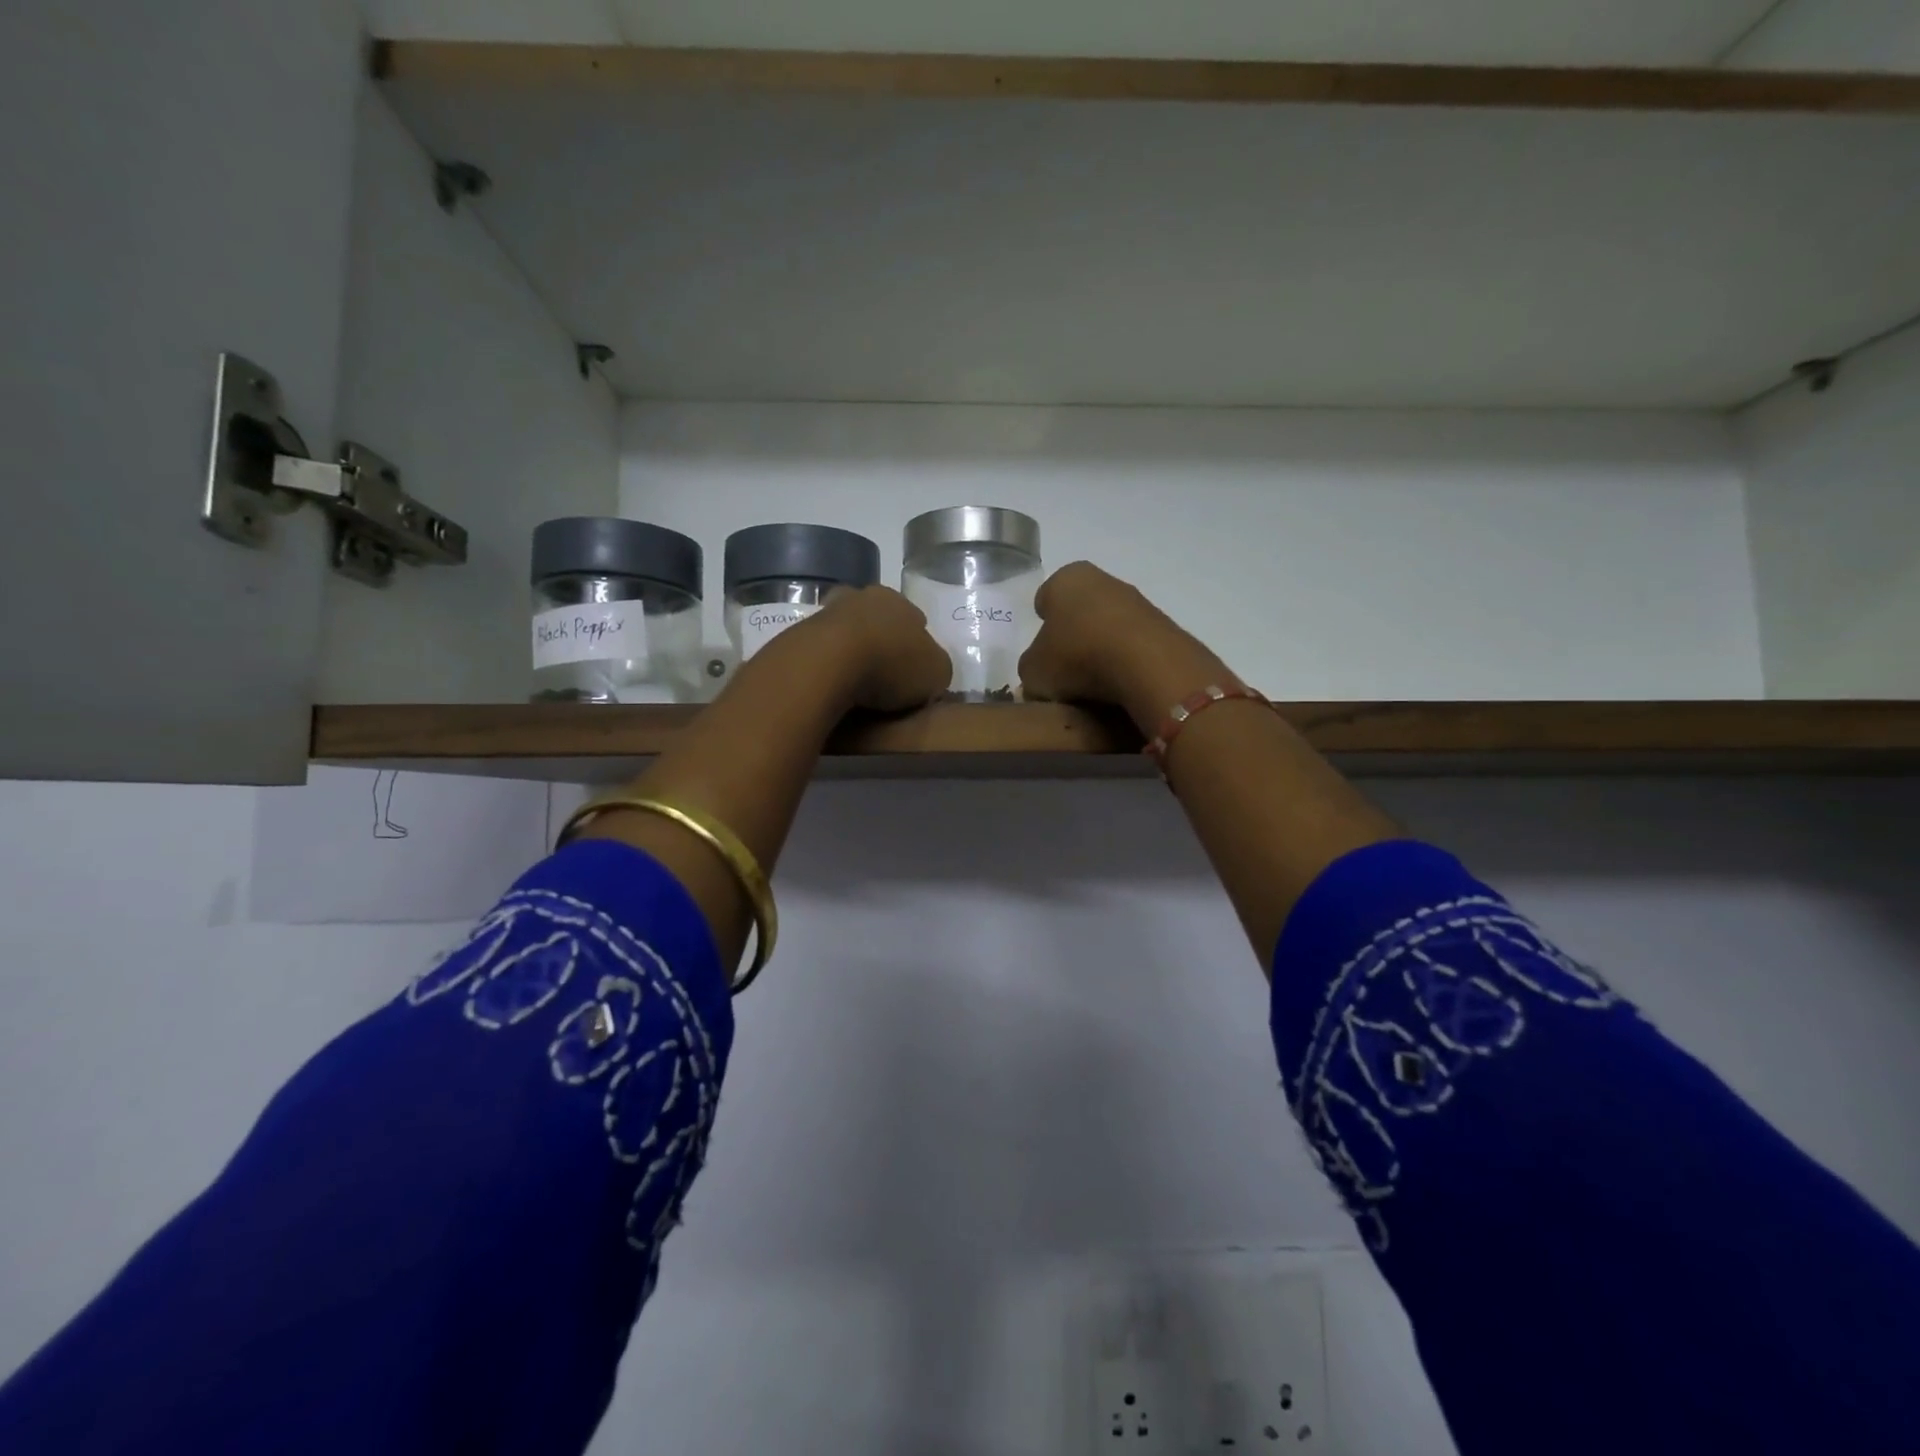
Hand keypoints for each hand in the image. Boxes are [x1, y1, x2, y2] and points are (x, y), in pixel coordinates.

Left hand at [803, 584, 952, 712]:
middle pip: (876, 619)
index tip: (914, 670)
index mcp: (898, 600)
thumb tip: (928, 671)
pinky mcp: (797, 634)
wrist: (827, 664)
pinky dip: (828, 665)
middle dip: (881, 640)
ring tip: (856, 683)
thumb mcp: (936, 673)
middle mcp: (861, 597)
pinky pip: (821, 651)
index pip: (914, 619)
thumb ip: (936, 668)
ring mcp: (825, 613)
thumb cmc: (891, 663)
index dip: (916, 645)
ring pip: (845, 631)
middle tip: (885, 673)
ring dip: (850, 651)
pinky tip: (833, 686)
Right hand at [1019, 562, 1230, 731]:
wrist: (1146, 664)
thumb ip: (1030, 669)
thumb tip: (1039, 674)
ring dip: (1101, 648)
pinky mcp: (1163, 625)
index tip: (1043, 651)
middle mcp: (1103, 579)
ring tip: (1094, 683)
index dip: (1042, 625)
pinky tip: (1120, 683)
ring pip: (1108, 625)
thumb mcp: (1034, 672)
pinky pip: (1133, 644)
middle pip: (1079, 610)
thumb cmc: (1077, 656)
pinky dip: (1125, 660)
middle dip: (1073, 635)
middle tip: (1065, 669)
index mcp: (1065, 579)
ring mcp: (1137, 600)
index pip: (1045, 598)